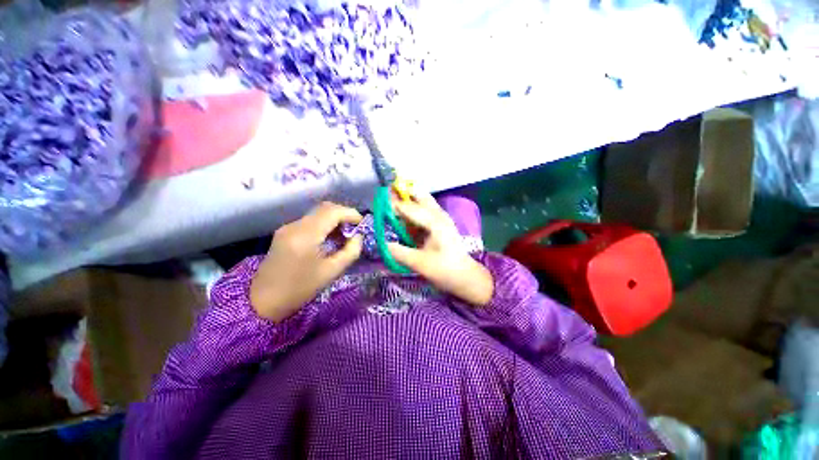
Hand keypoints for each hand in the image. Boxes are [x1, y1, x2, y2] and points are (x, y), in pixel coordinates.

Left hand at [250, 202, 362, 321]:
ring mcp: (288, 227)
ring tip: (345, 236)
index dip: (350, 214)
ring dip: (334, 220)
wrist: (263, 302)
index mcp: (306, 235)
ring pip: (317, 214)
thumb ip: (350, 252)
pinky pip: (310, 222)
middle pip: (325, 208)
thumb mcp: (331, 272)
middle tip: (355, 229)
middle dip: (344, 215)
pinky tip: (330, 239)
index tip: (363, 224)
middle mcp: (295, 226)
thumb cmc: (300, 289)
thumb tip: (358, 237)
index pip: (332, 212)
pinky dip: (324, 225)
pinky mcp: (285, 232)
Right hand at [387, 192, 493, 305]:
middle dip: (404, 195)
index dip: (394, 206)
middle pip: (420, 196)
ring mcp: (442, 219)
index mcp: (435, 222)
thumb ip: (399, 252)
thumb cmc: (444, 270)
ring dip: (409, 202)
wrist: (466, 277)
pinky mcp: (441, 225)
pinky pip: (425, 212)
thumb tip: (383, 244)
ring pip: (424, 203)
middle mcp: (439, 216)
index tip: (379, 205)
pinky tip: (405, 220)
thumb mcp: (419, 264)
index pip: (410, 208)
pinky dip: (414, 212)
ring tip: (393, 206)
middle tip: (388, 196)